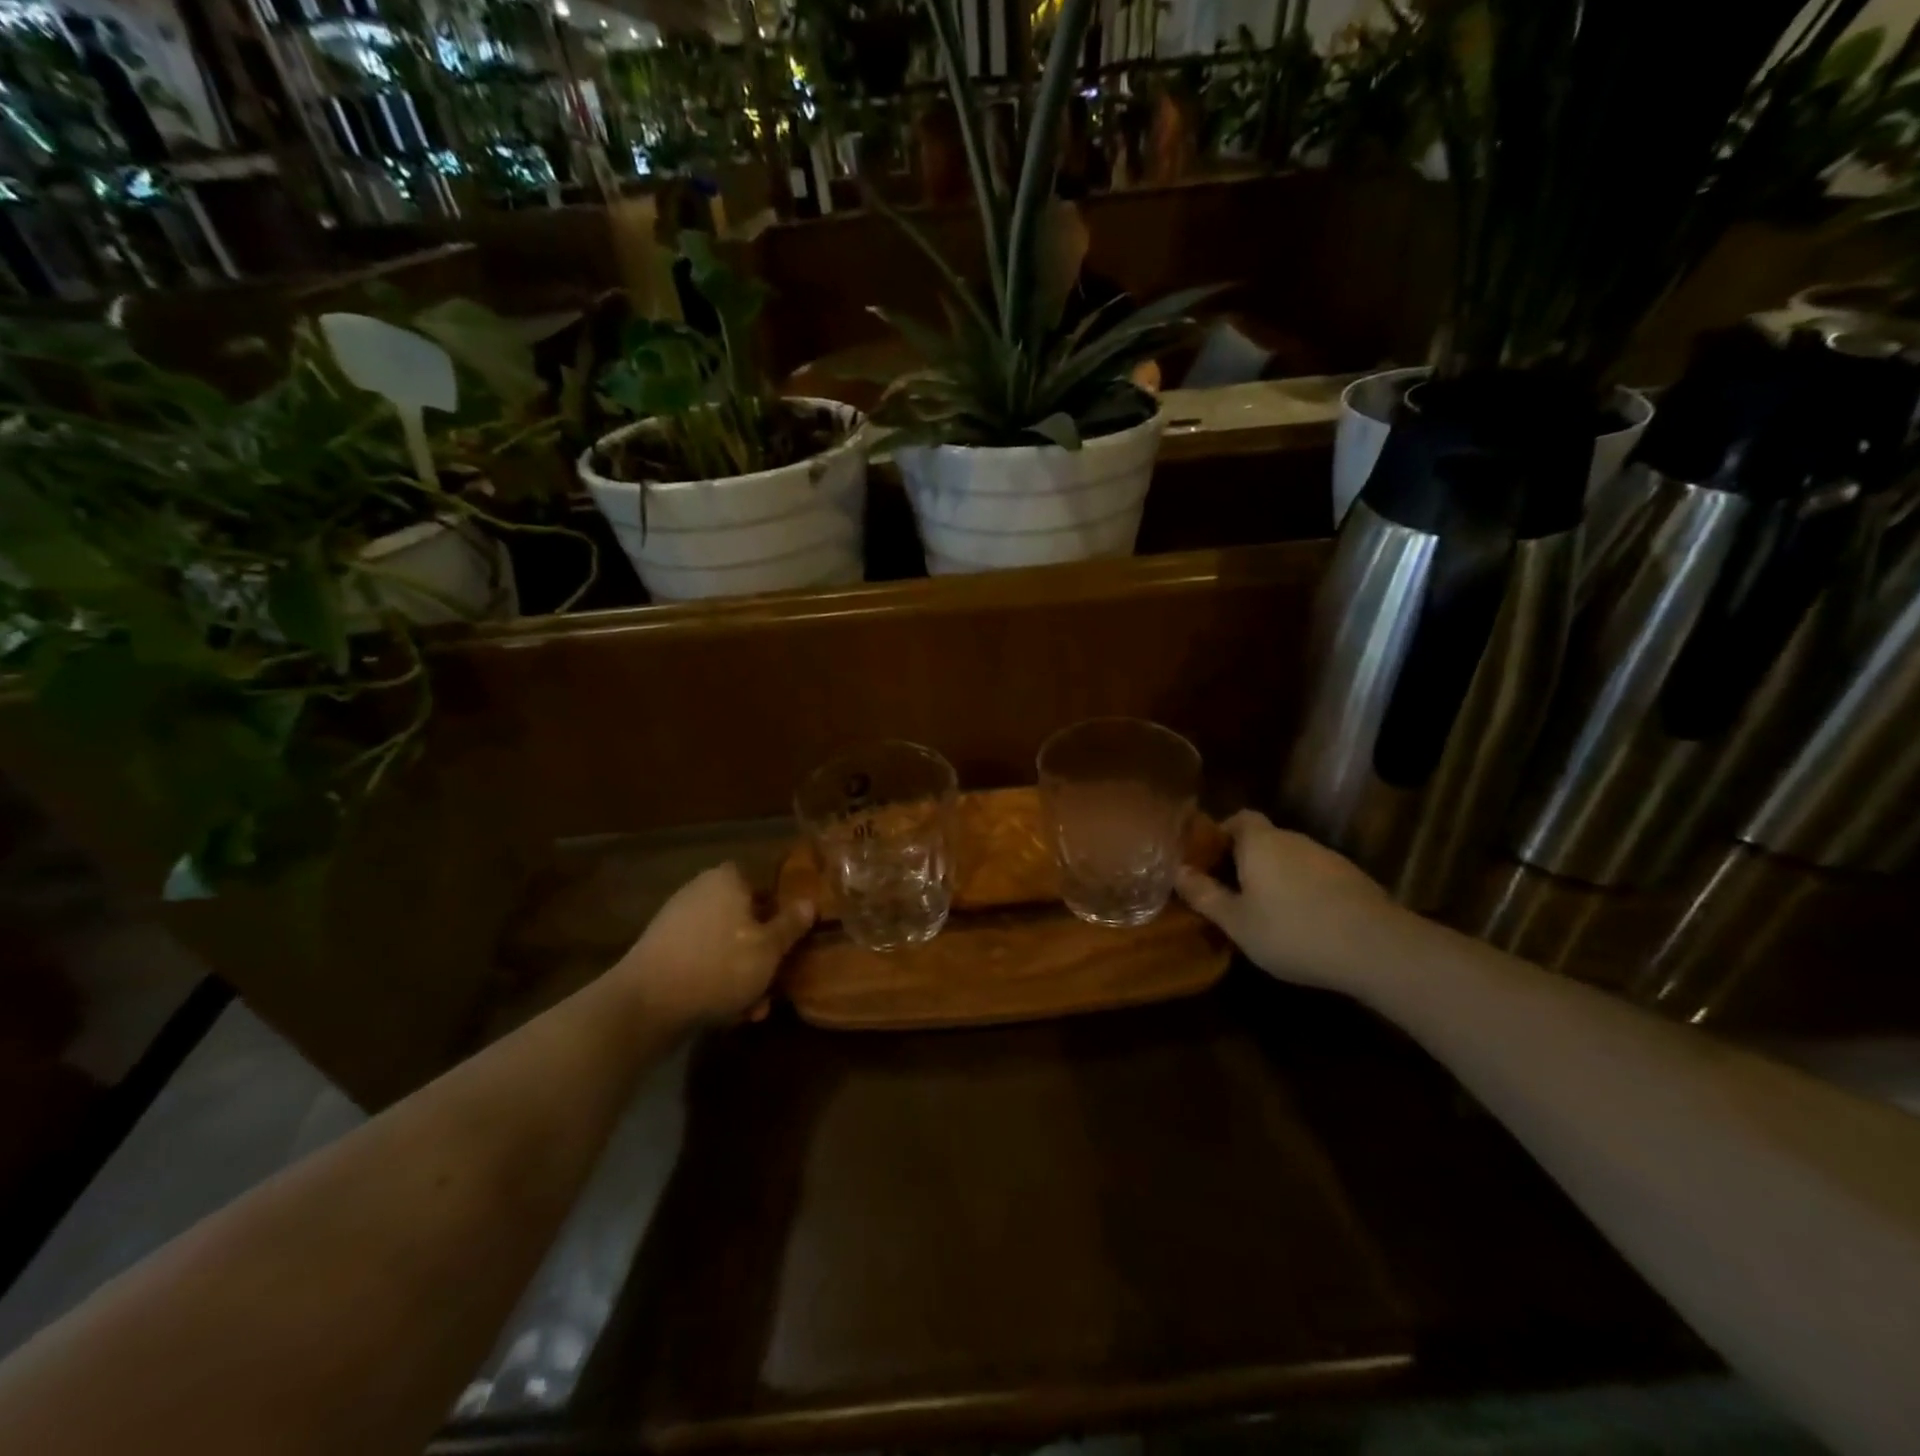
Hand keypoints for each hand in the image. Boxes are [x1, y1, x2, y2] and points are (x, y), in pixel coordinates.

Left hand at [613, 863, 813, 1025]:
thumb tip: (810, 902)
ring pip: (724, 946)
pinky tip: (726, 1014)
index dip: (781, 911)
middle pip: (744, 919)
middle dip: (761, 953)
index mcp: (727, 879)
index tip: (792, 940)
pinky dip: (716, 982)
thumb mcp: (769, 949)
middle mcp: (700, 891)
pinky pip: (701, 961)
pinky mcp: (661, 952)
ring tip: (753, 1009)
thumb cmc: (719, 966)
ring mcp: (676, 922)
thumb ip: (791, 924)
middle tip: (775, 982)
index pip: (764, 884)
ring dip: (742, 975)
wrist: (644, 1005)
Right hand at [1175, 810, 1393, 992]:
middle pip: (1264, 839)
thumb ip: (1205, 896)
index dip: (1221, 834)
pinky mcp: (1353, 879)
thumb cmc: (1292, 931)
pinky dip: (1304, 892)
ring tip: (1267, 913)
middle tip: (1231, 893)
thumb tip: (1176, 872)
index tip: (1209, 861)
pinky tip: (1304, 924)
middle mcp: (1294, 840)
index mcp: (1260, 842)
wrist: (1376, 948)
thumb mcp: (1237, 922)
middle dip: (1245, 860)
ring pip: (1291, 859)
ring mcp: (1328, 858)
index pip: (1238, 818)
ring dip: (1276, 878)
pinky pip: (1316, 877)